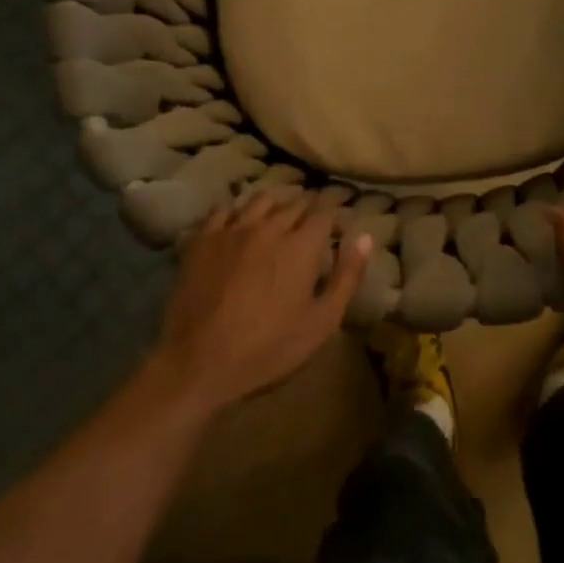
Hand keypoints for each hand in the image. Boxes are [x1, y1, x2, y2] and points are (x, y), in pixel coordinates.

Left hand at [154, 192, 371, 413]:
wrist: (198, 362)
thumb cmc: (268, 348)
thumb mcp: (321, 322)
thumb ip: (346, 277)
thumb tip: (365, 237)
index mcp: (301, 245)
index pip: (324, 212)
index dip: (335, 210)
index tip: (341, 213)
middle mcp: (269, 227)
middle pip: (294, 202)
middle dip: (310, 204)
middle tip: (316, 211)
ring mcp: (232, 230)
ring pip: (260, 200)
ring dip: (278, 199)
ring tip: (284, 204)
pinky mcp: (202, 240)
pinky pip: (223, 209)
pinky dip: (238, 207)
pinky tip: (240, 215)